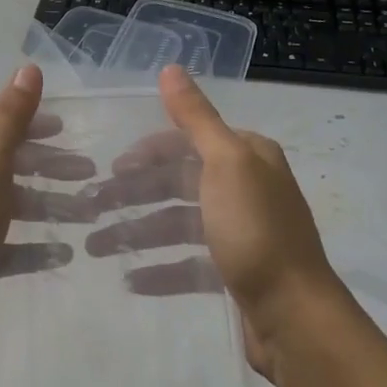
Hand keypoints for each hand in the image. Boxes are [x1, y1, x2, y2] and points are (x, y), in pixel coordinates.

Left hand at [0, 64, 94, 338]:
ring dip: (43, 206)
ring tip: (87, 214)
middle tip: (87, 171)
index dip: (24, 119)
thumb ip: (10, 119)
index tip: (64, 129)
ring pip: (2, 205)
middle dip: (43, 166)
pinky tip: (62, 253)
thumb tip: (28, 67)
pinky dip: (29, 245)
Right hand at [83, 65, 343, 376]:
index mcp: (247, 156)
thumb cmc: (256, 231)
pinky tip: (131, 279)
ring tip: (97, 248)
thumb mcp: (225, 164)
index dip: (147, 151)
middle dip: (135, 194)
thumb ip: (195, 117)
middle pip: (178, 182)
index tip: (111, 169)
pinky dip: (160, 268)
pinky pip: (188, 263)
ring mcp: (241, 232)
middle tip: (91, 209)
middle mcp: (246, 187)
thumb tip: (170, 67)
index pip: (187, 141)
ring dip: (139, 232)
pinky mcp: (235, 273)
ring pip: (179, 223)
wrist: (295, 318)